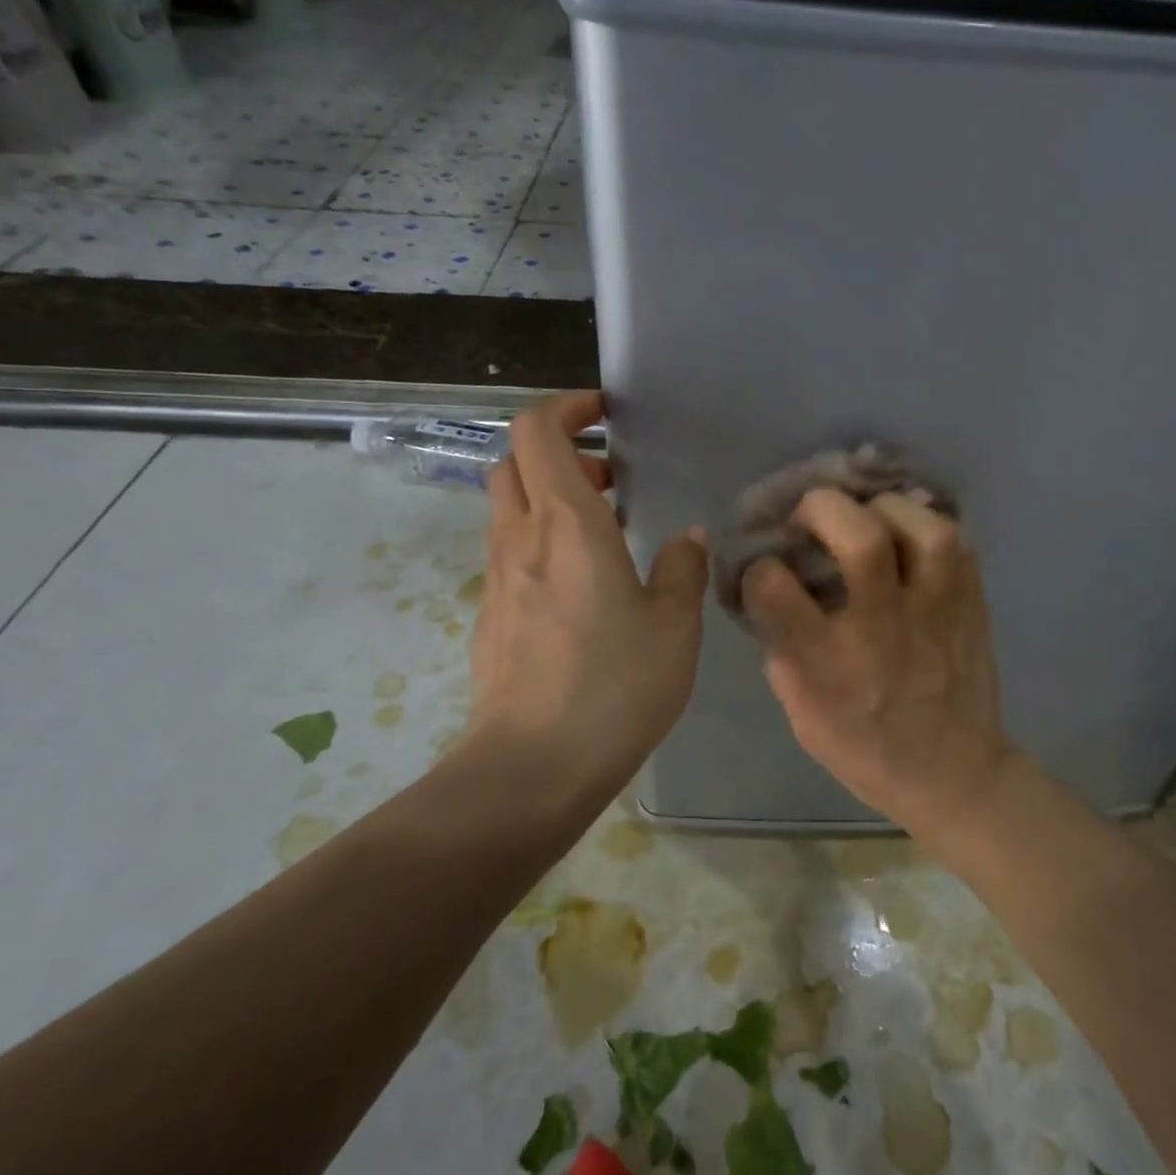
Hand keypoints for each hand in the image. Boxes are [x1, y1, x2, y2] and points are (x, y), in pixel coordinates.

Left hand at [462, 392, 708, 793]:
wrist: (532, 767)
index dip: (566, 407)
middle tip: (610, 478)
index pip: (537, 430)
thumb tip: (685, 539)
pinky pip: (511, 552)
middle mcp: (521, 537)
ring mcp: (497, 577)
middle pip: (514, 461)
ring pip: (509, 506)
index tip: (604, 415)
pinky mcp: (490, 614)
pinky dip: (541, 541)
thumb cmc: (615, 685)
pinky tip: (583, 588)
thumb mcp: (675, 625)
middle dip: (559, 452)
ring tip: (606, 532)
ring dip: (551, 497)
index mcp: (567, 523)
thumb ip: (682, 569)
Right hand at [741, 490, 1018, 837]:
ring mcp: (936, 612)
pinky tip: (907, 538)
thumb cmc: (866, 750)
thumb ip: (784, 647)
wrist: (954, 775)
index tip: (765, 569)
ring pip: (924, 529)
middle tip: (813, 515)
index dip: (760, 567)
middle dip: (825, 507)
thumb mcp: (802, 712)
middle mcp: (883, 629)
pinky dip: (926, 527)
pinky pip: (957, 542)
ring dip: (887, 508)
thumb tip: (774, 591)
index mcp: (828, 663)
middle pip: (861, 539)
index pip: (774, 587)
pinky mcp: (972, 604)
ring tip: (870, 517)